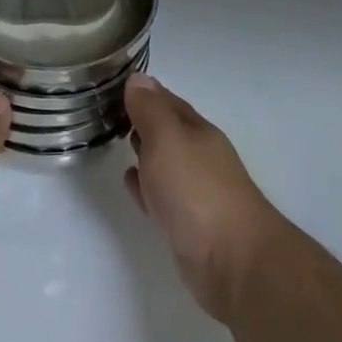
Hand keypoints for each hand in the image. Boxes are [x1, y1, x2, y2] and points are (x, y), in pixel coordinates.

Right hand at [124, 74, 285, 324]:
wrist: (233, 263)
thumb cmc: (197, 191)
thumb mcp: (167, 139)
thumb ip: (150, 111)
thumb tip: (138, 78)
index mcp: (197, 132)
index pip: (167, 101)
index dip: (143, 92)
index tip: (114, 84)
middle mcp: (199, 157)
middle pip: (167, 130)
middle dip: (142, 119)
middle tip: (108, 110)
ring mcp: (195, 192)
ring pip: (163, 162)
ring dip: (143, 151)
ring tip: (115, 140)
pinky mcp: (187, 224)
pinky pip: (159, 195)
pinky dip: (145, 185)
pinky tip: (131, 182)